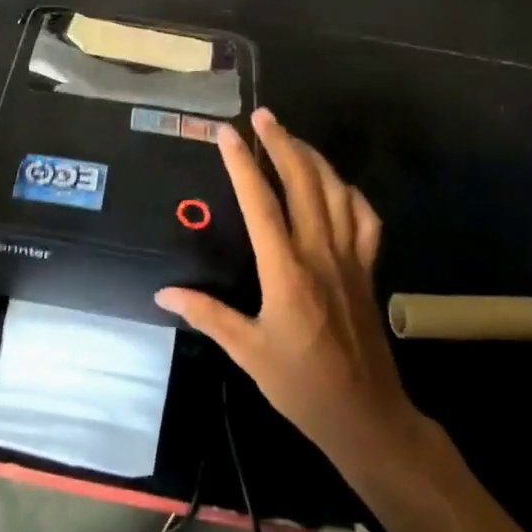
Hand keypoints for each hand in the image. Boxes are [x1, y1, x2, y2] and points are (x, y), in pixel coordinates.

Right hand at [156, 108, 414, 483]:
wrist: (367, 415)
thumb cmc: (302, 385)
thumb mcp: (247, 352)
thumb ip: (207, 315)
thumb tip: (163, 292)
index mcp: (286, 272)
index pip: (261, 203)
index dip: (242, 164)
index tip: (228, 132)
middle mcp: (320, 254)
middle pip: (304, 183)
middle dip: (282, 144)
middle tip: (263, 116)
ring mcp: (350, 259)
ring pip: (337, 193)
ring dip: (314, 158)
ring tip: (291, 137)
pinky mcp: (368, 270)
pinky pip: (365, 219)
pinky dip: (351, 193)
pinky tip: (336, 184)